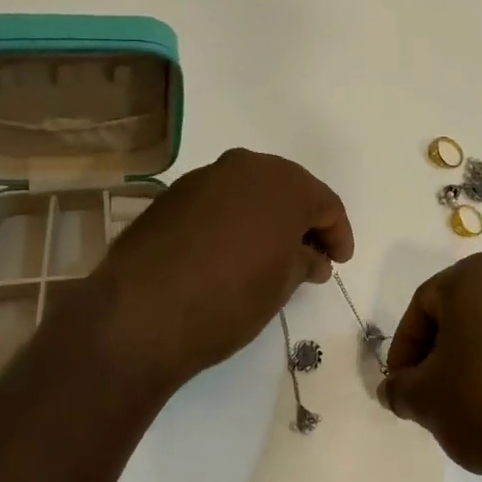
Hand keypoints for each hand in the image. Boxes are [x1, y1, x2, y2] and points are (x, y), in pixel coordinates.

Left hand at [88, 149, 353, 391]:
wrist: (142, 314)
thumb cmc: (229, 299)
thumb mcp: (281, 285)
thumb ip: (304, 261)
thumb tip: (311, 256)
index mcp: (283, 184)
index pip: (325, 204)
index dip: (337, 234)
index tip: (339, 262)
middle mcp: (244, 167)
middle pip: (287, 188)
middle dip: (303, 221)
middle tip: (311, 256)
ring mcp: (204, 177)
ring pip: (250, 191)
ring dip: (266, 217)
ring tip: (270, 255)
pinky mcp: (172, 195)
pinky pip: (219, 200)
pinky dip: (234, 219)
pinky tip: (231, 250)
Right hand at [379, 254, 481, 481]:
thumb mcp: (426, 401)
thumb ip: (399, 387)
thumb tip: (394, 388)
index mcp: (475, 275)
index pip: (423, 306)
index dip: (405, 349)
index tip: (402, 386)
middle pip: (462, 310)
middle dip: (441, 349)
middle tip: (432, 390)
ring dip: (477, 355)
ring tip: (471, 399)